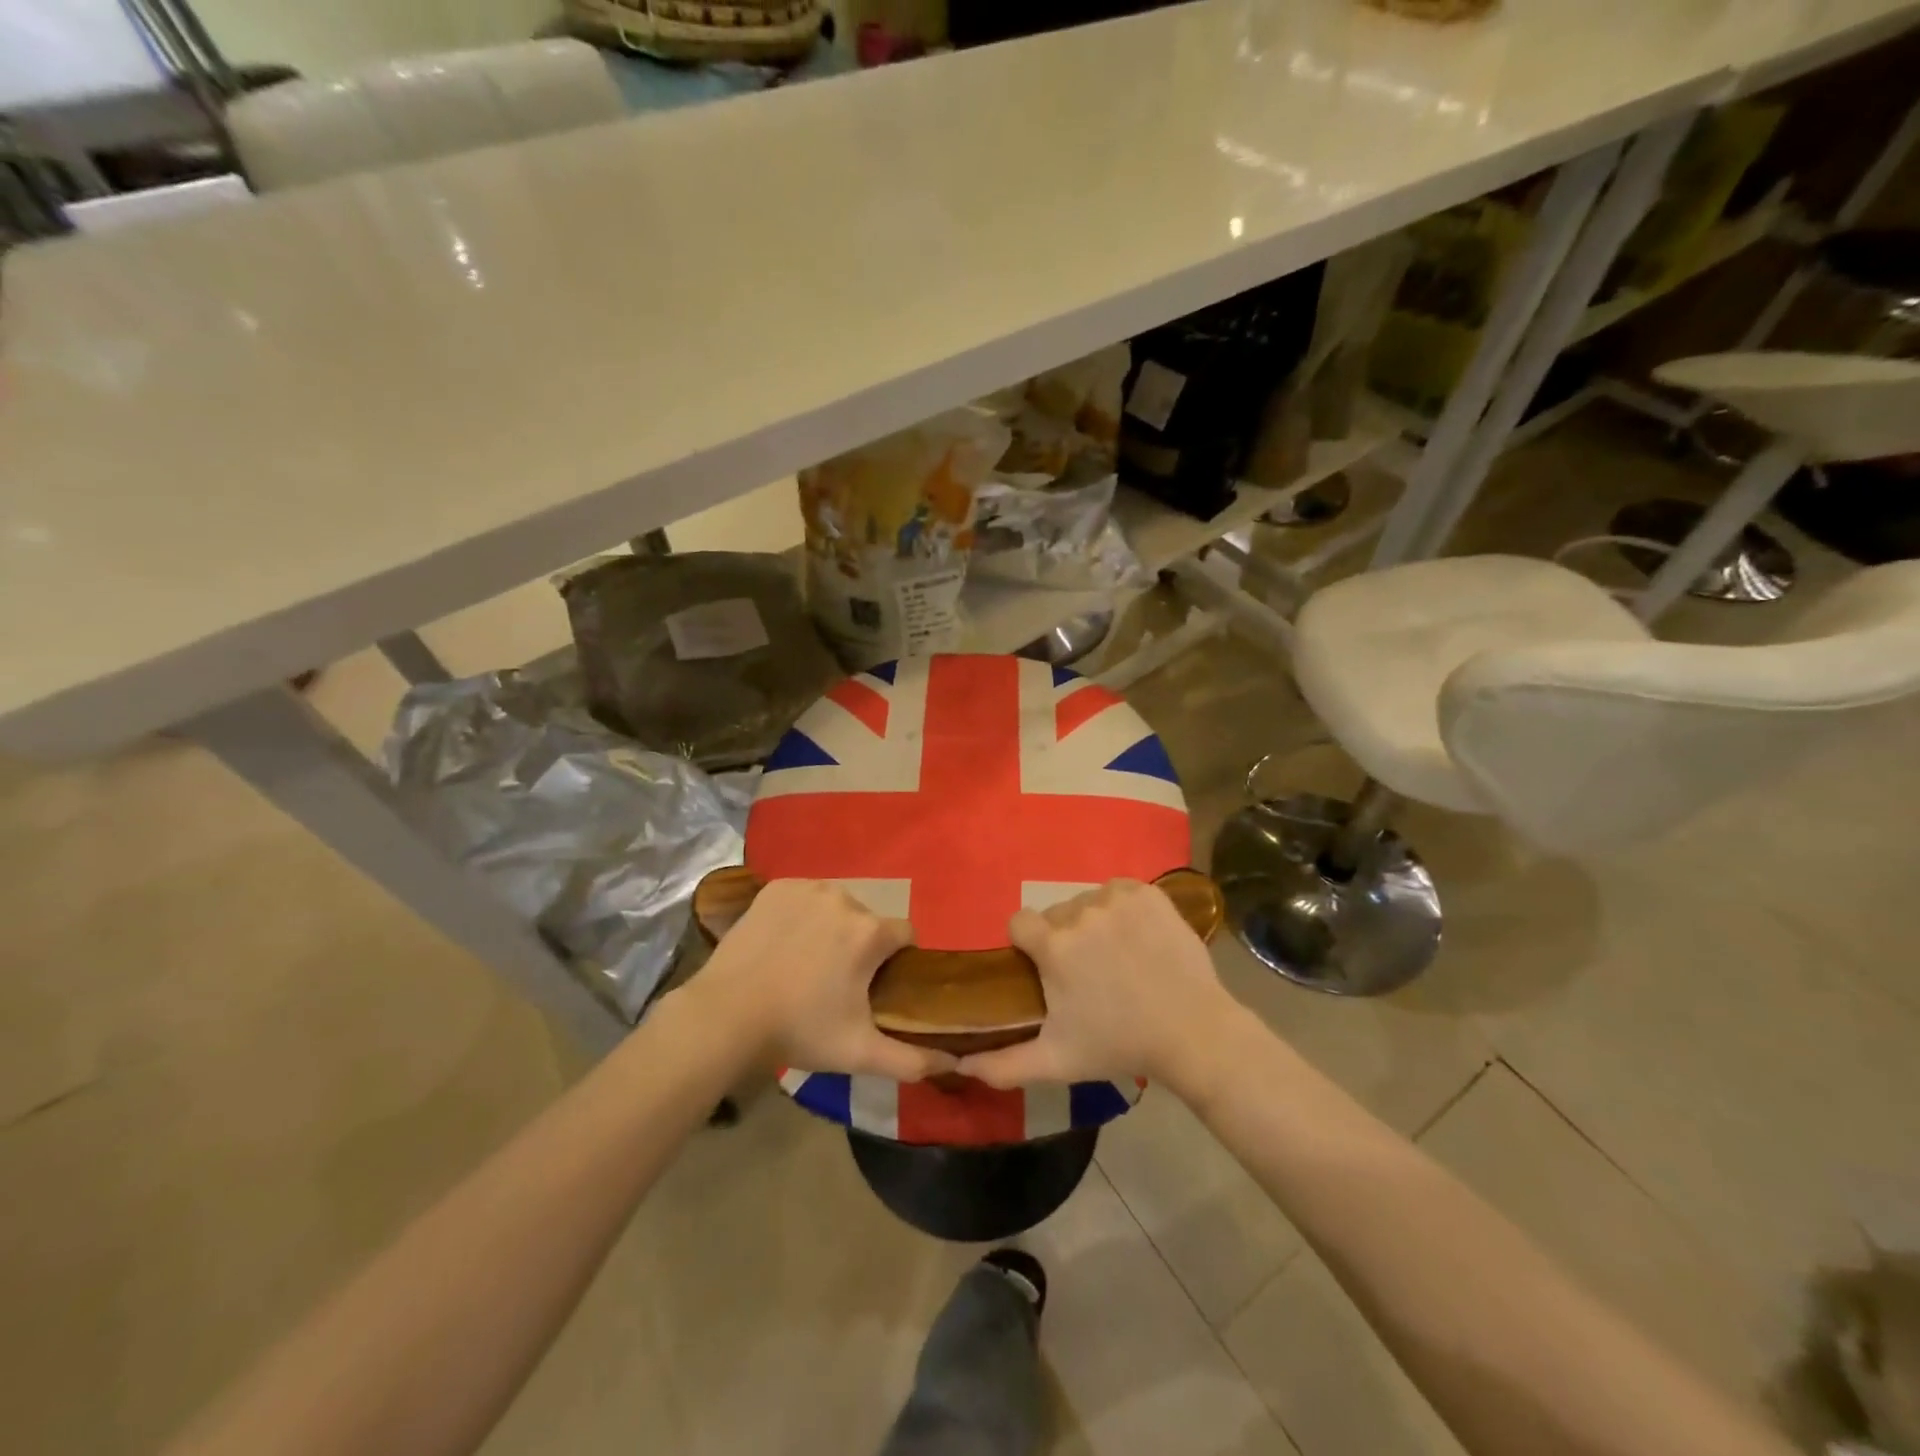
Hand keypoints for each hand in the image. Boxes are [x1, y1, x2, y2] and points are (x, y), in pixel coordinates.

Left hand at [694, 879, 955, 1081]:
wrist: (725, 1015)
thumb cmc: (799, 1030)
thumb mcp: (859, 1052)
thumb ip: (911, 1060)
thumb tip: (953, 1063)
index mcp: (870, 932)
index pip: (905, 934)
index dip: (898, 959)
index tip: (878, 985)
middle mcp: (845, 898)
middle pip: (869, 920)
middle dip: (862, 944)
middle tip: (837, 981)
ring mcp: (807, 888)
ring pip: (837, 905)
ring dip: (833, 927)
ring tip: (807, 962)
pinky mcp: (776, 888)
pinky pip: (804, 896)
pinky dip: (801, 914)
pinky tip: (784, 942)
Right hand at [956, 879, 1244, 1092]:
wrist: (1193, 1032)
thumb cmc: (1119, 1045)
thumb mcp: (1056, 1061)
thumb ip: (1003, 1064)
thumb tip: (960, 1064)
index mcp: (1053, 946)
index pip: (1019, 922)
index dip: (1027, 944)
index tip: (1044, 968)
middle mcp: (1080, 912)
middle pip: (1055, 914)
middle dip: (1063, 937)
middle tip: (1087, 972)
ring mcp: (1116, 898)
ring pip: (1087, 901)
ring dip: (1093, 923)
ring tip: (1116, 957)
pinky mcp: (1147, 893)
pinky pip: (1118, 891)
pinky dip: (1122, 908)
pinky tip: (1137, 937)